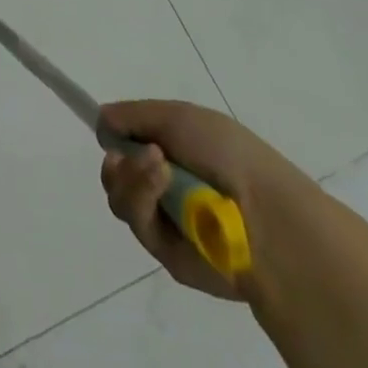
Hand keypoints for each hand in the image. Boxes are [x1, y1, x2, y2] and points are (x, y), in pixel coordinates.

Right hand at [99, 100, 326, 302]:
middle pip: (116, 173)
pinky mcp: (166, 252)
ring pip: (120, 196)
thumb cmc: (227, 153)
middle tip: (124, 154)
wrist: (266, 215)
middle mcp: (167, 185)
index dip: (115, 136)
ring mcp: (166, 219)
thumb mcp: (178, 116)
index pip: (130, 143)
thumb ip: (134, 115)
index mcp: (175, 151)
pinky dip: (142, 196)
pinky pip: (136, 221)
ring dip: (130, 176)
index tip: (107, 129)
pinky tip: (161, 182)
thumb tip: (101, 120)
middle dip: (117, 160)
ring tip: (156, 166)